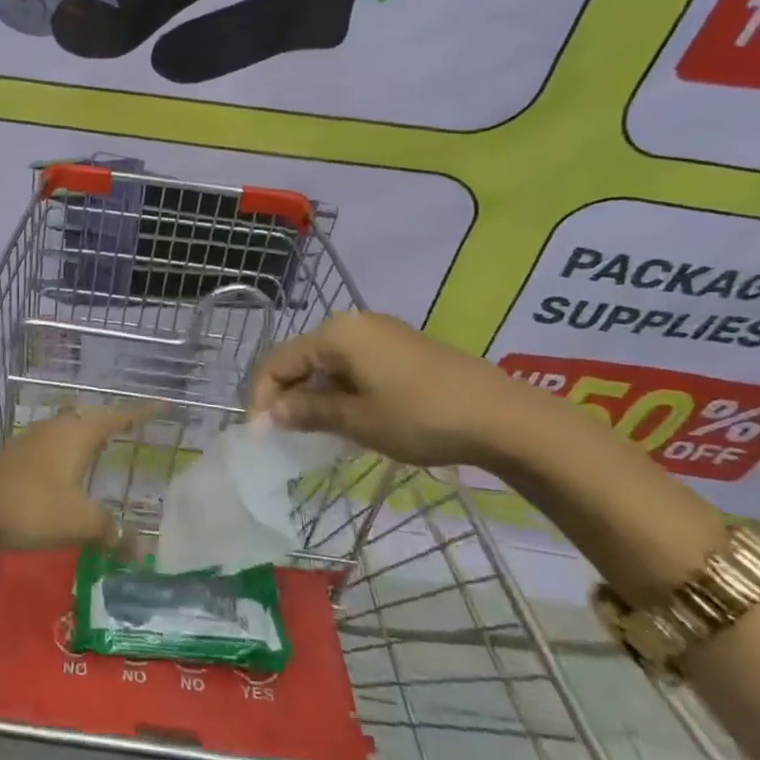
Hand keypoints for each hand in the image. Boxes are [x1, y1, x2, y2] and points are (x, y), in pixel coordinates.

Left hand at [0, 407, 137, 549]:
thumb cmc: (32, 507)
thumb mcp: (79, 521)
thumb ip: (111, 531)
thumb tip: (138, 548)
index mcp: (77, 434)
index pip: (117, 416)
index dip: (141, 412)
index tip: (163, 405)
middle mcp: (57, 428)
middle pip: (92, 416)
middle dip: (114, 419)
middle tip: (135, 425)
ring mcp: (34, 439)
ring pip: (70, 427)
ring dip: (89, 431)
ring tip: (106, 443)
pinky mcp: (17, 454)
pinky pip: (55, 442)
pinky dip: (71, 447)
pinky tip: (70, 466)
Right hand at [247, 312, 533, 469]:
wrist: (500, 416)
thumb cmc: (420, 416)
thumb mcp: (358, 420)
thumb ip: (309, 412)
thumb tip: (271, 414)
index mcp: (335, 334)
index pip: (278, 362)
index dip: (262, 397)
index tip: (258, 435)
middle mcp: (353, 324)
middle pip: (301, 358)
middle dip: (287, 395)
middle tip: (282, 435)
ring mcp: (380, 333)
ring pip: (328, 362)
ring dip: (314, 394)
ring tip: (312, 431)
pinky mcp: (401, 347)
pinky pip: (353, 363)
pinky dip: (340, 388)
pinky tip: (347, 416)